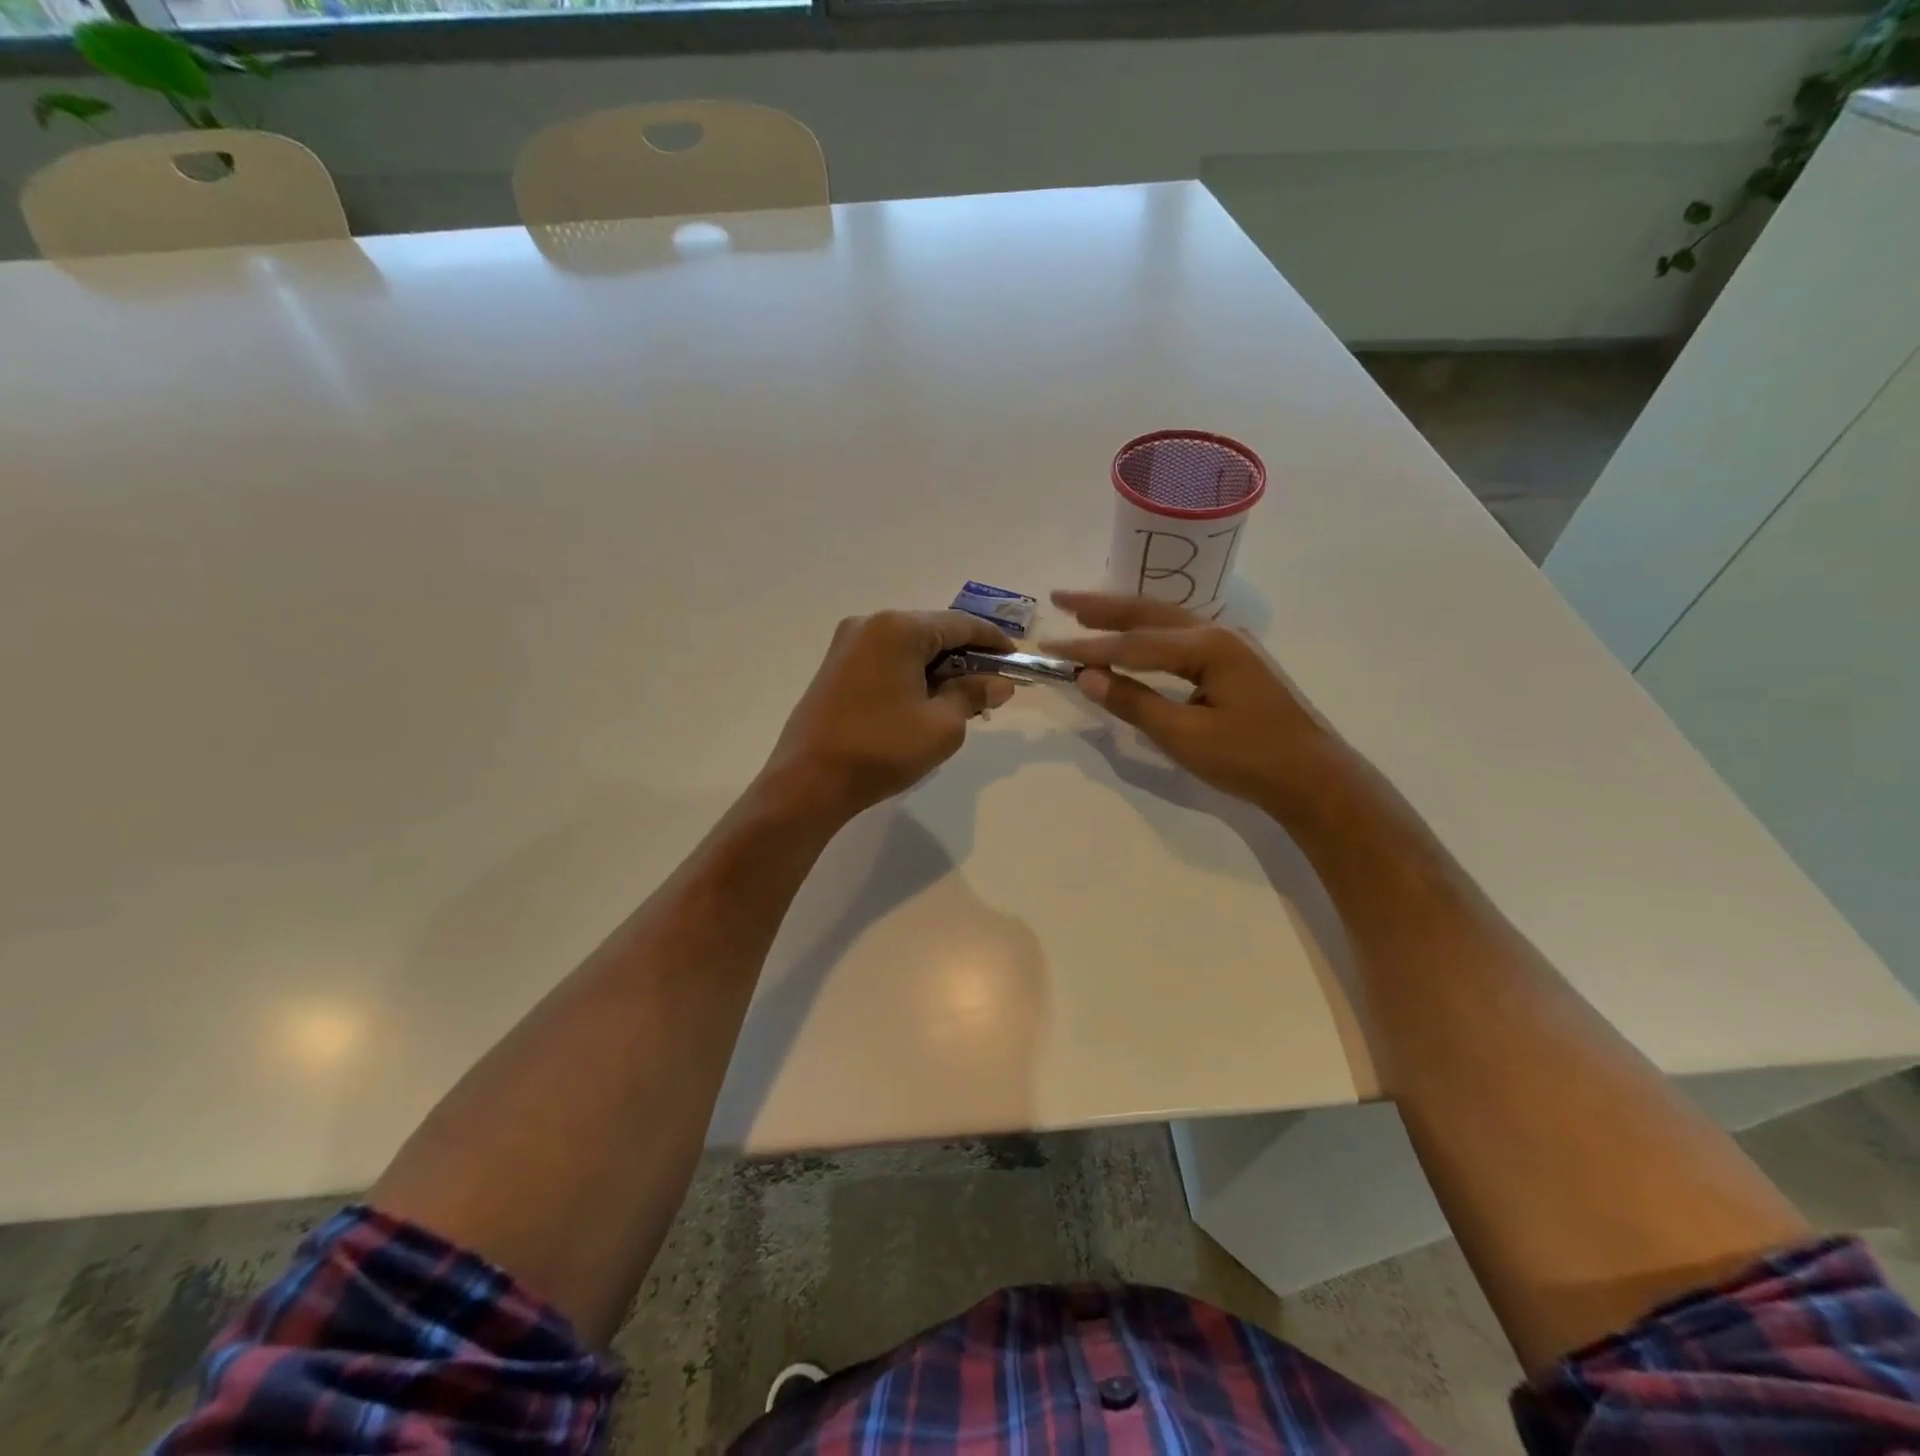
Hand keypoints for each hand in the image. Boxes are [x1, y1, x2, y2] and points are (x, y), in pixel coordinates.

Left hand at [763, 610, 1017, 817]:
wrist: (808, 781)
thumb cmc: (882, 749)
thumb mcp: (942, 725)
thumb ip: (974, 695)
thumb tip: (999, 683)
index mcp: (898, 628)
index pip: (960, 624)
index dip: (993, 641)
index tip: (1016, 660)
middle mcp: (870, 624)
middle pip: (933, 632)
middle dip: (965, 658)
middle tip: (991, 688)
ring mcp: (847, 645)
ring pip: (908, 647)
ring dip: (938, 668)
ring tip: (961, 701)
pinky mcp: (835, 668)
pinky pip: (886, 660)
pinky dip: (911, 674)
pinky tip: (924, 702)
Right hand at [1043, 590, 1349, 815]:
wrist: (1315, 778)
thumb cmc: (1250, 759)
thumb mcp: (1185, 736)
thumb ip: (1134, 703)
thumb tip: (1086, 677)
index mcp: (1208, 646)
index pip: (1134, 643)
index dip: (1089, 647)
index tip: (1049, 646)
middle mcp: (1219, 633)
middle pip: (1149, 613)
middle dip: (1102, 607)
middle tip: (1060, 599)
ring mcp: (1231, 645)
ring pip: (1166, 621)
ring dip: (1124, 616)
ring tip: (1086, 612)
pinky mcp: (1234, 662)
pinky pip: (1180, 637)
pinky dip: (1147, 633)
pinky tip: (1134, 637)